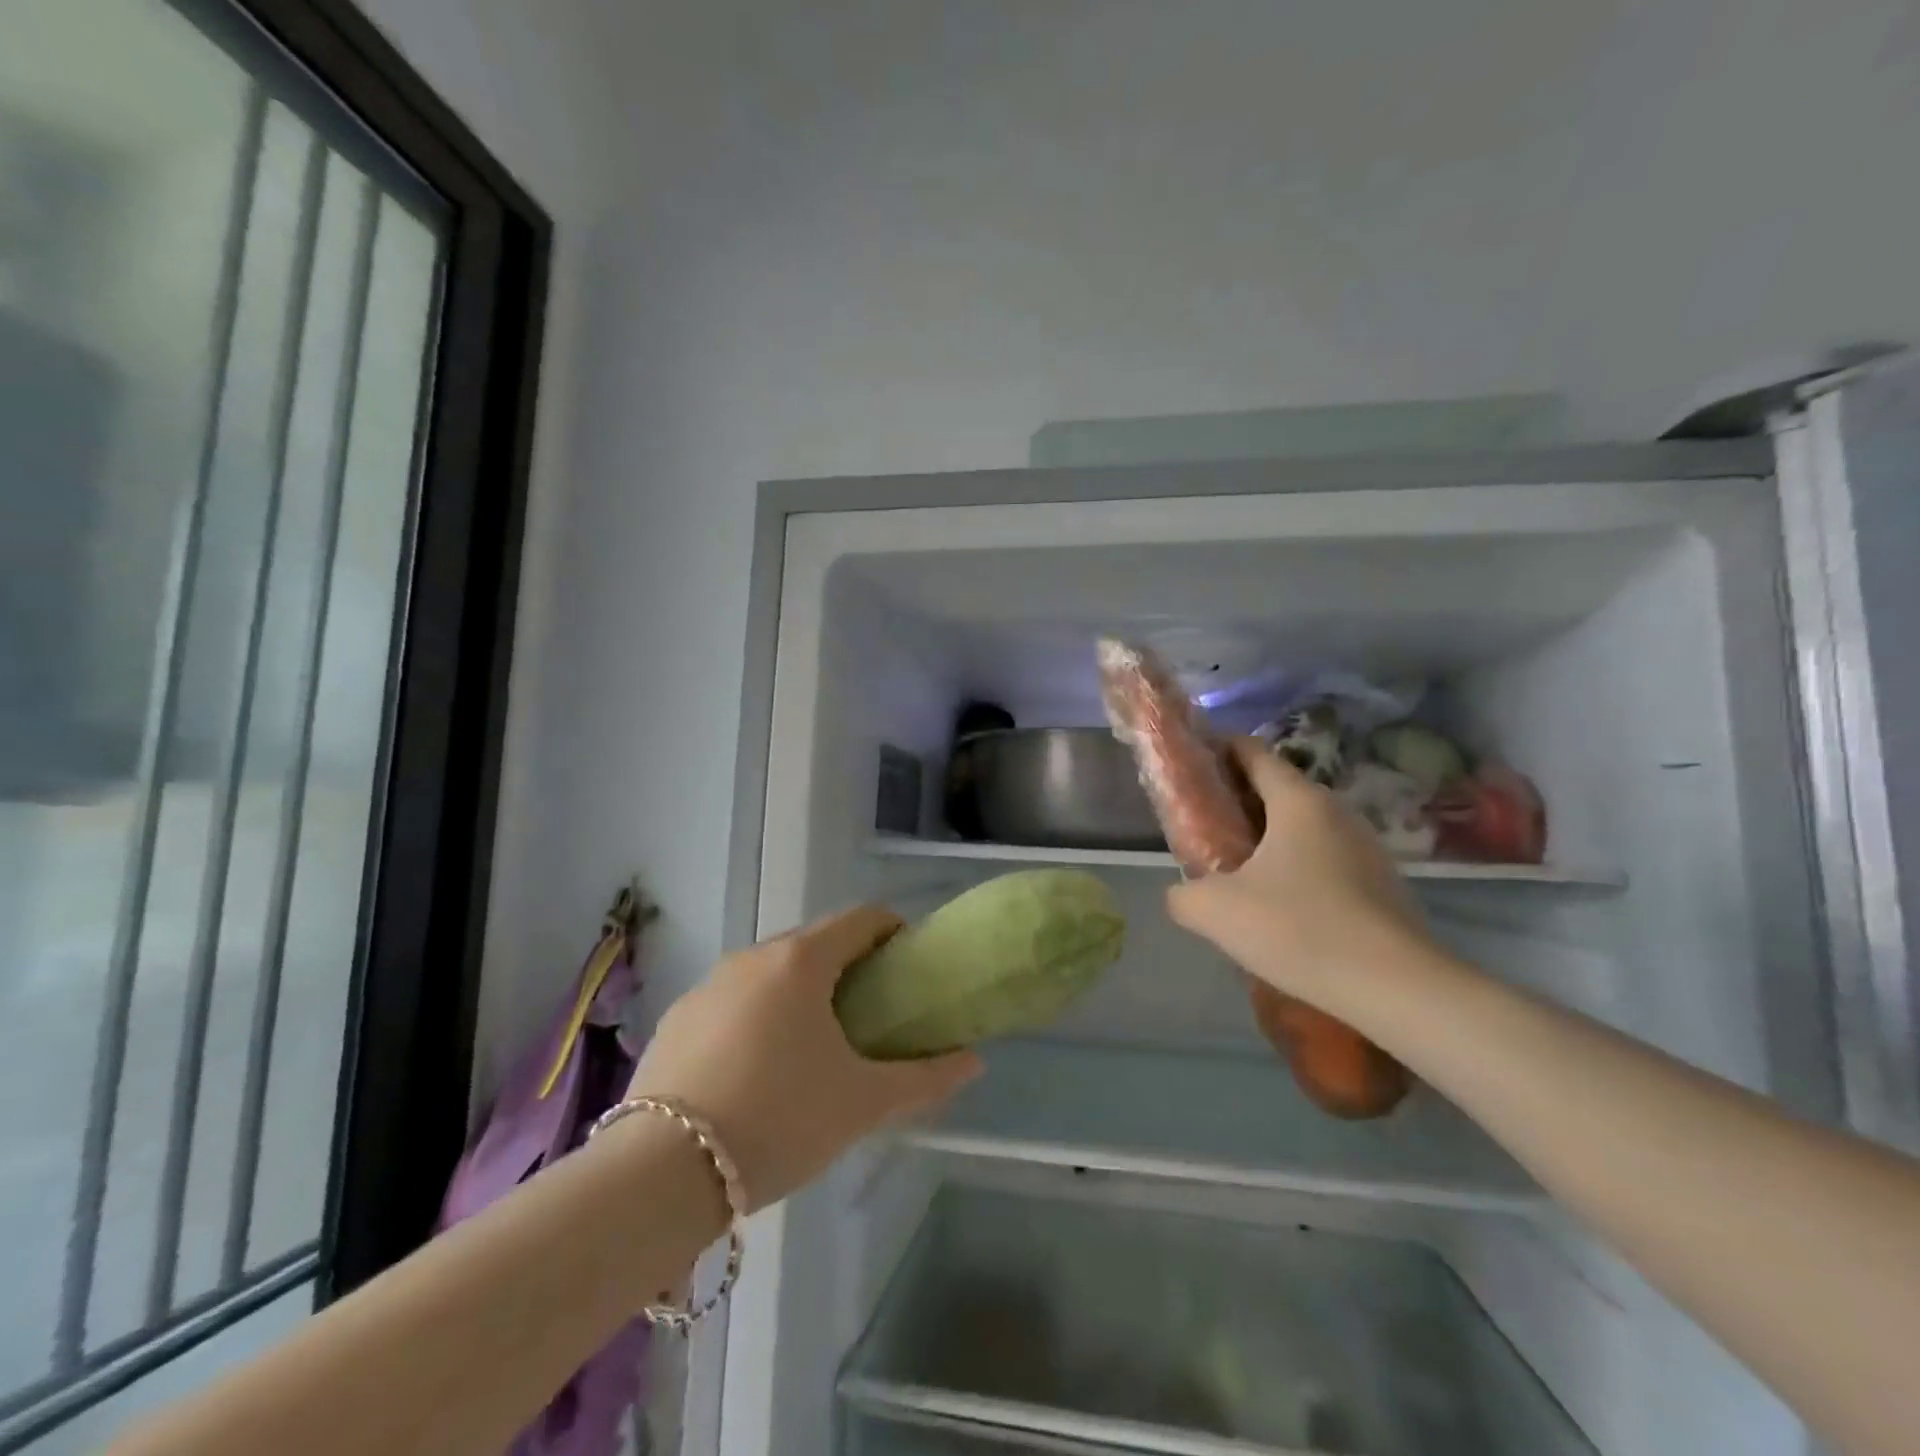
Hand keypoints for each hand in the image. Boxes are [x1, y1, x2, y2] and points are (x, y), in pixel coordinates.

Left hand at [624, 906, 981, 1210]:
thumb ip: (924, 1078)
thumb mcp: (862, 1103)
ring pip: (769, 971)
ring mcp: (707, 986)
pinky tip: (758, 1068)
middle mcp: (752, 958)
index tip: (908, 963)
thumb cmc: (779, 1119)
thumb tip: (974, 1061)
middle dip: (847, 965)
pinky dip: (757, 1015)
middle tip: (870, 1010)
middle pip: (814, 942)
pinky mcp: (676, 1019)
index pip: (860, 919)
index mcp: (801, 961)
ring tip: (815, 1042)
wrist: (660, 1173)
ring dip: (799, 990)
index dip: (892, 931)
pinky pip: (732, 1001)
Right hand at [1166, 739, 1434, 1016]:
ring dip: (1268, 840)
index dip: (1218, 750)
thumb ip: (1184, 894)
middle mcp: (1337, 811)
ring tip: (1237, 873)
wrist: (1396, 988)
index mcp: (1298, 801)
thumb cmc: (1299, 928)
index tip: (1191, 766)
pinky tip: (1281, 909)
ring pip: (1303, 828)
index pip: (1252, 751)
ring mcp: (1366, 847)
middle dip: (1237, 801)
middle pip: (1278, 789)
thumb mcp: (1216, 911)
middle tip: (1204, 829)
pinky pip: (1326, 861)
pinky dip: (1297, 870)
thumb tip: (1181, 894)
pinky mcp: (1383, 884)